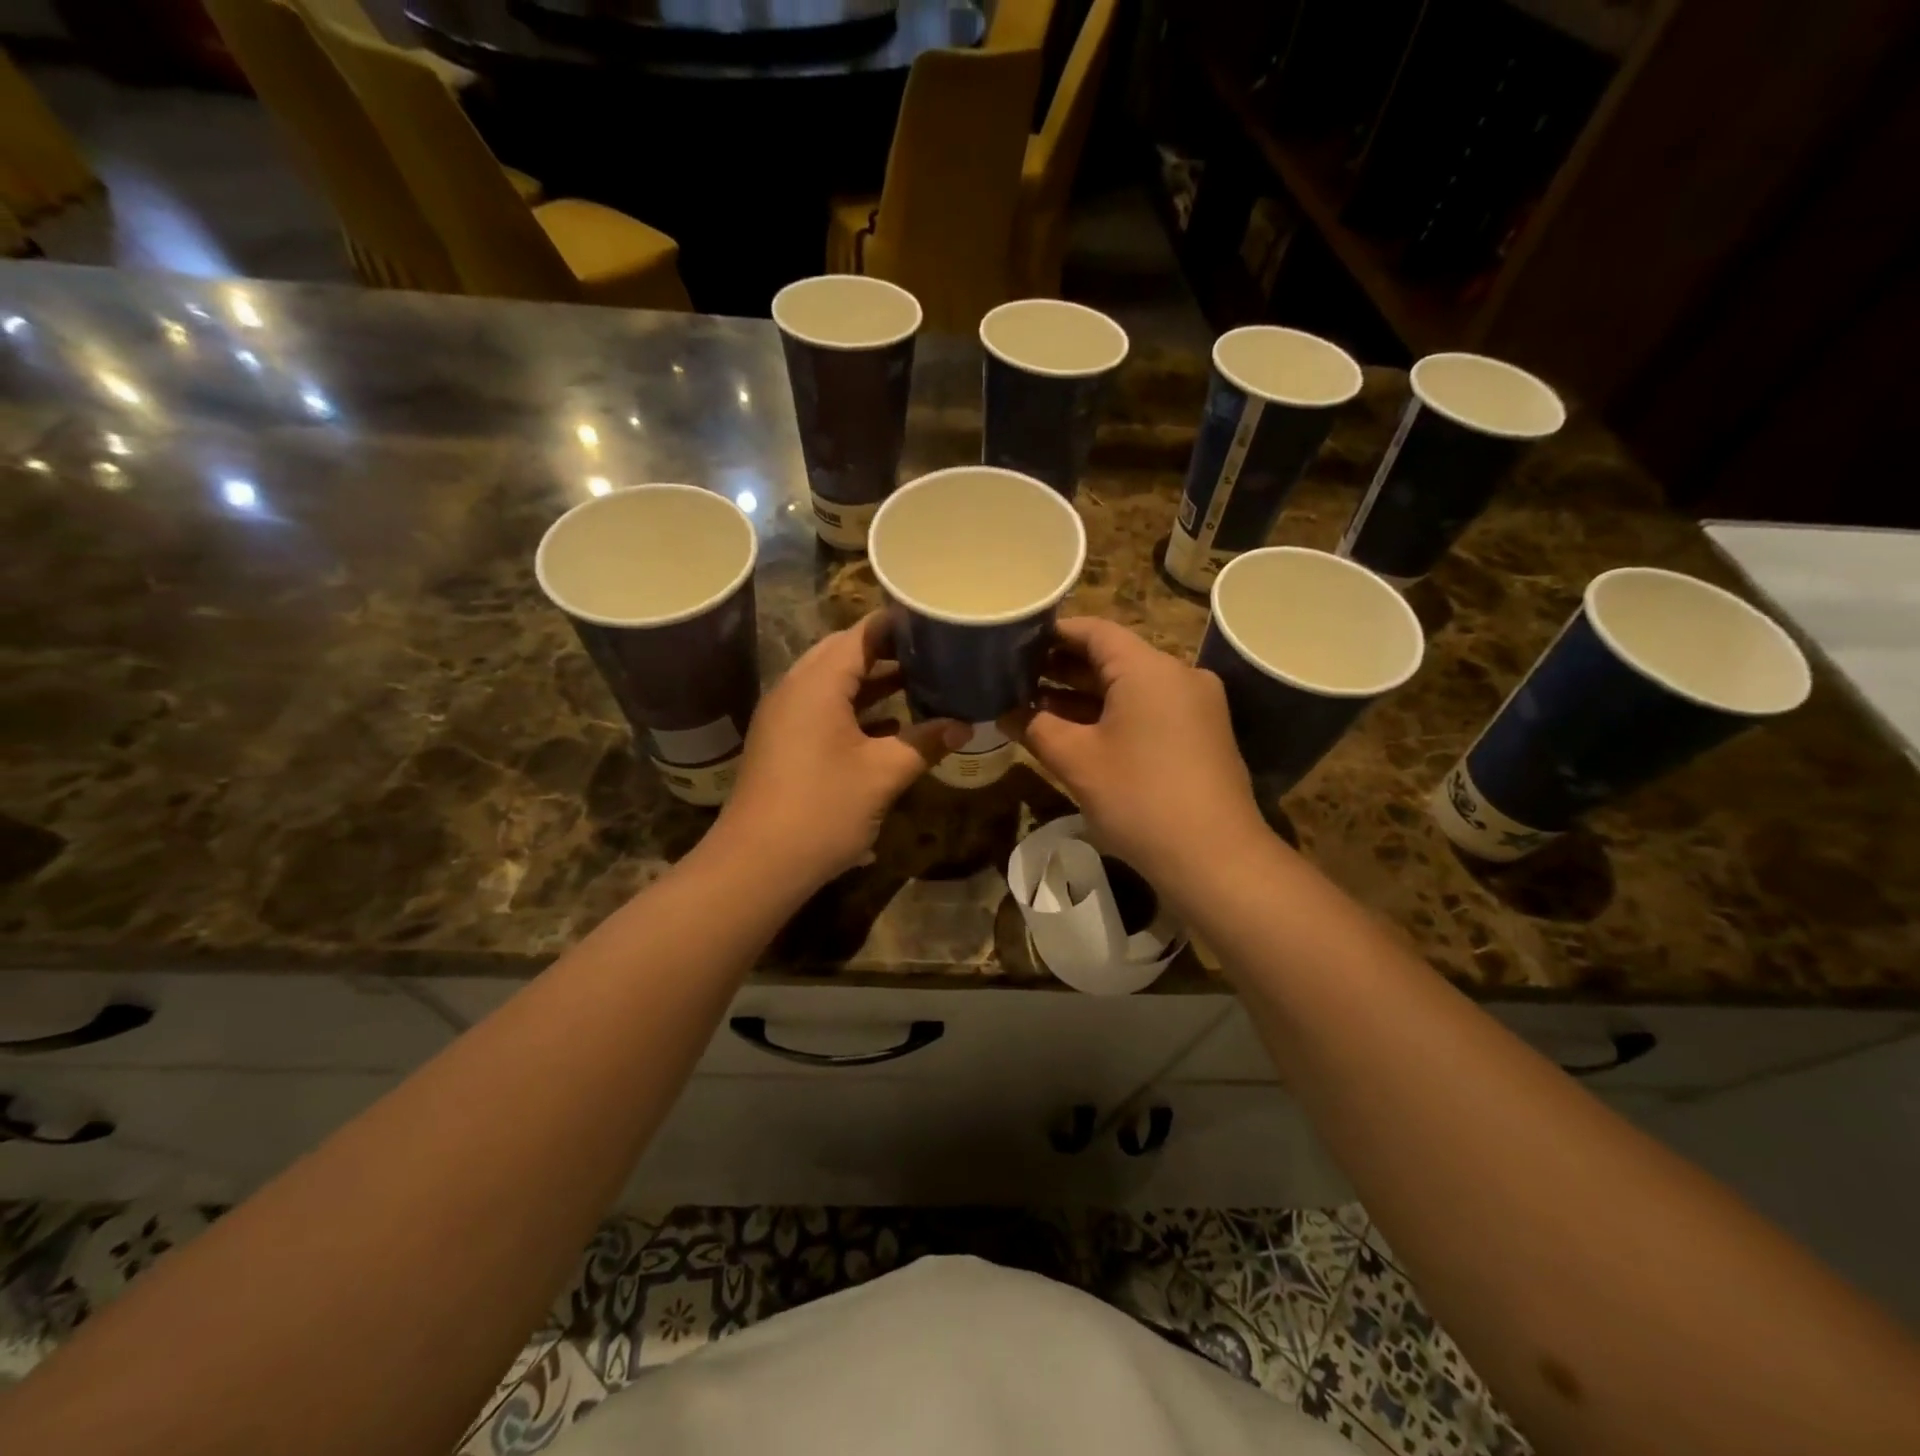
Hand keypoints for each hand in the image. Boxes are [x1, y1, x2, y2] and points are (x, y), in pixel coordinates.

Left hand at [714, 612, 967, 890]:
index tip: (937, 621)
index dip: (899, 624)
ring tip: (921, 681)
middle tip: (934, 651)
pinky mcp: (783, 742)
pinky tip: (890, 725)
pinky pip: (823, 708)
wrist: (757, 864)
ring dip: (873, 681)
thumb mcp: (883, 774)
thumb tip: (965, 726)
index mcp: (818, 683)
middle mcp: (796, 688)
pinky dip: (855, 708)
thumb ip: (925, 743)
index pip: (862, 634)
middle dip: (888, 651)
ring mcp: (785, 716)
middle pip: (845, 653)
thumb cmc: (823, 809)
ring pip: (833, 683)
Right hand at [1001, 617, 1266, 888]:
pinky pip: (1149, 710)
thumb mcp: (1076, 761)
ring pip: (1130, 687)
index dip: (1052, 633)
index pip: (1094, 631)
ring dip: (1085, 695)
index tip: (1016, 642)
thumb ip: (1035, 727)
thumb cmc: (1139, 798)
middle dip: (1063, 667)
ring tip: (1036, 704)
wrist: (1215, 857)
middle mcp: (1178, 675)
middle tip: (1017, 676)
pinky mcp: (1201, 734)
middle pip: (1113, 657)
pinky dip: (1113, 715)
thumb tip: (1005, 712)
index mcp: (1149, 669)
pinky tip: (1078, 732)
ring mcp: (1195, 706)